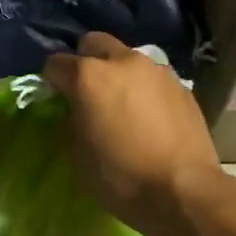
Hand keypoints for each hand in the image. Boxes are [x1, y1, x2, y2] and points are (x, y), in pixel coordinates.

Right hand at [43, 33, 222, 235]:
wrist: (184, 191)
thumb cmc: (120, 176)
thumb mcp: (78, 152)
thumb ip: (71, 119)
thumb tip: (75, 109)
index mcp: (89, 76)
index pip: (56, 63)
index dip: (52, 80)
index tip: (55, 98)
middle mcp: (123, 62)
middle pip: (94, 43)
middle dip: (85, 61)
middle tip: (87, 91)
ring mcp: (157, 70)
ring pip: (127, 58)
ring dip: (118, 74)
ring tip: (122, 104)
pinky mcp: (181, 85)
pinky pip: (152, 78)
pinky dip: (144, 89)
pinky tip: (148, 116)